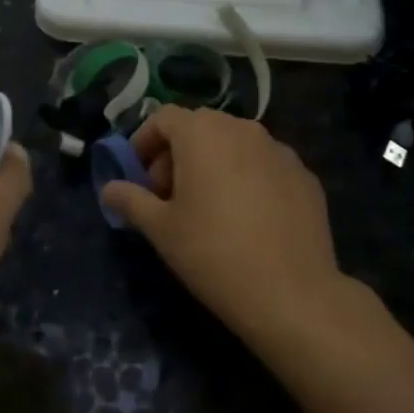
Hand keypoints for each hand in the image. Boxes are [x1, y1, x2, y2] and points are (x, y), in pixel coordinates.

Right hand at [101, 106, 346, 347]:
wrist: (292, 293)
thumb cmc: (213, 253)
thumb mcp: (160, 229)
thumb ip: (131, 200)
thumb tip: (109, 189)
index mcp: (202, 132)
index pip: (163, 118)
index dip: (144, 143)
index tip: (138, 178)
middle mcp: (242, 128)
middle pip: (199, 129)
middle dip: (177, 155)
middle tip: (168, 197)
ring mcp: (279, 149)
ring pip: (234, 145)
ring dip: (213, 165)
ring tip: (208, 209)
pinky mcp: (304, 175)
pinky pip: (264, 166)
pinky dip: (247, 179)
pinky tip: (248, 220)